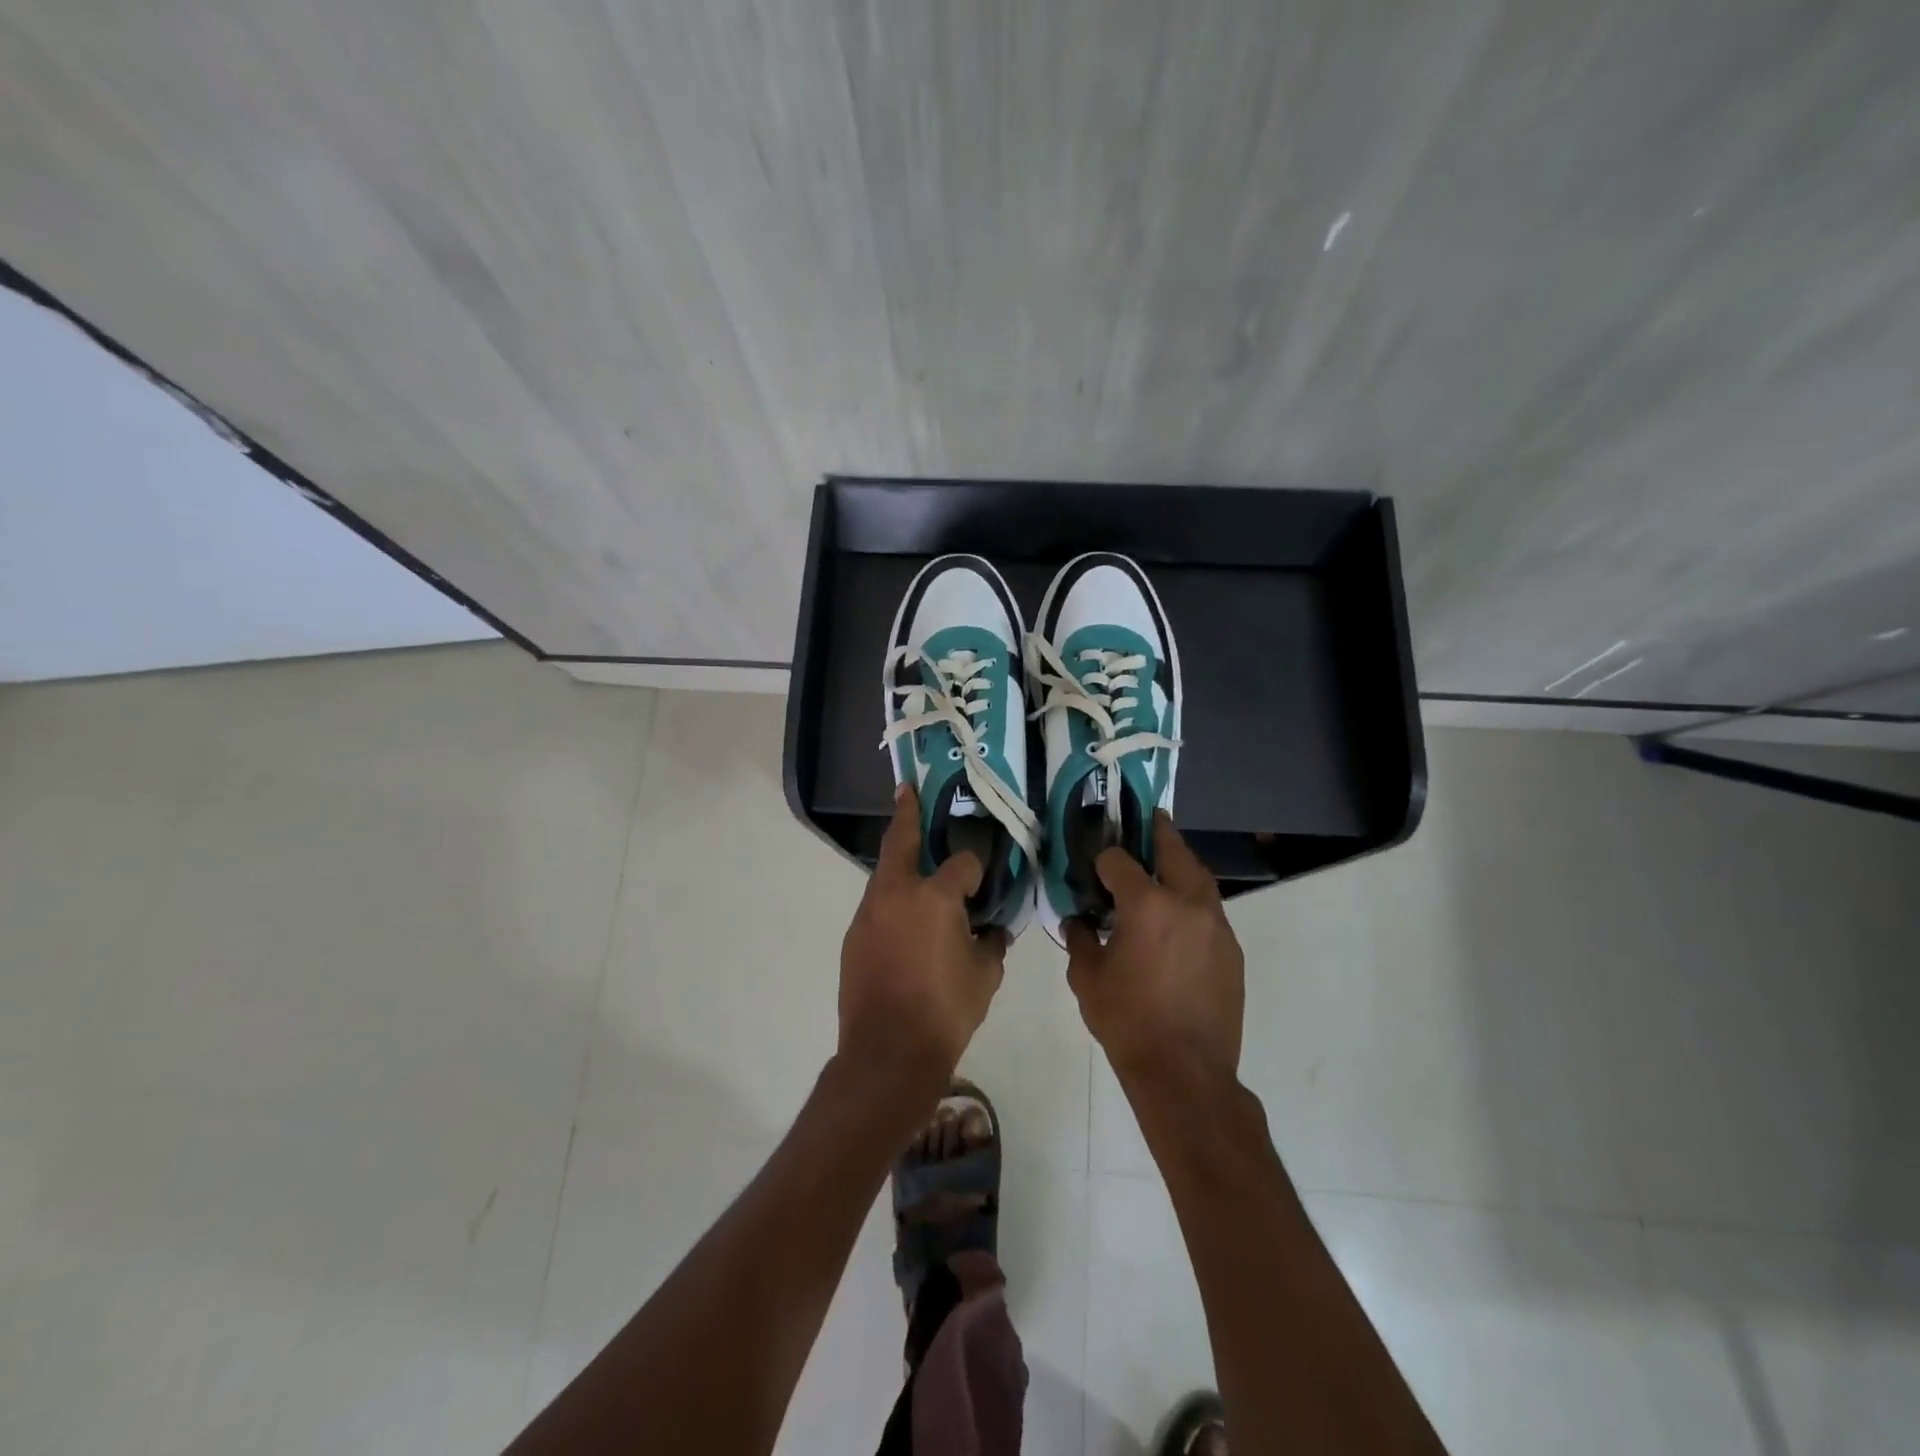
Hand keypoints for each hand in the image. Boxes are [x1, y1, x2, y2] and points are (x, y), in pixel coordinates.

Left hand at [837, 785, 1007, 1109]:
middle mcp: (897, 893)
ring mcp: (869, 913)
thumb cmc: (945, 1012)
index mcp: (935, 897)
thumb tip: (992, 929)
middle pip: (902, 841)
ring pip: (885, 873)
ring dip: (900, 861)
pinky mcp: (854, 935)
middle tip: (907, 791)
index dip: (977, 868)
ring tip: (914, 856)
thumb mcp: (985, 976)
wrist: (887, 1054)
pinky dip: (892, 900)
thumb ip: (992, 943)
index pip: (963, 863)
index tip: (985, 878)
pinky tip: (905, 917)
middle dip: (907, 813)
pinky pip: (877, 905)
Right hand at [1064, 813, 1244, 1085]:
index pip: (1120, 860)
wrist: (1185, 1073)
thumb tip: (1078, 922)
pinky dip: (1193, 902)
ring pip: (1200, 878)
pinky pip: (1210, 911)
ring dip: (1181, 865)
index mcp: (1147, 905)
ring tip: (1165, 864)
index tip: (1094, 866)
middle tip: (1149, 820)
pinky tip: (1178, 920)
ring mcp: (1216, 926)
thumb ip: (1080, 940)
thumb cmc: (1128, 1022)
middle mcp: (1187, 903)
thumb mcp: (1087, 979)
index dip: (1103, 859)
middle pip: (1174, 851)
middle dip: (1159, 833)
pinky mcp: (1231, 950)